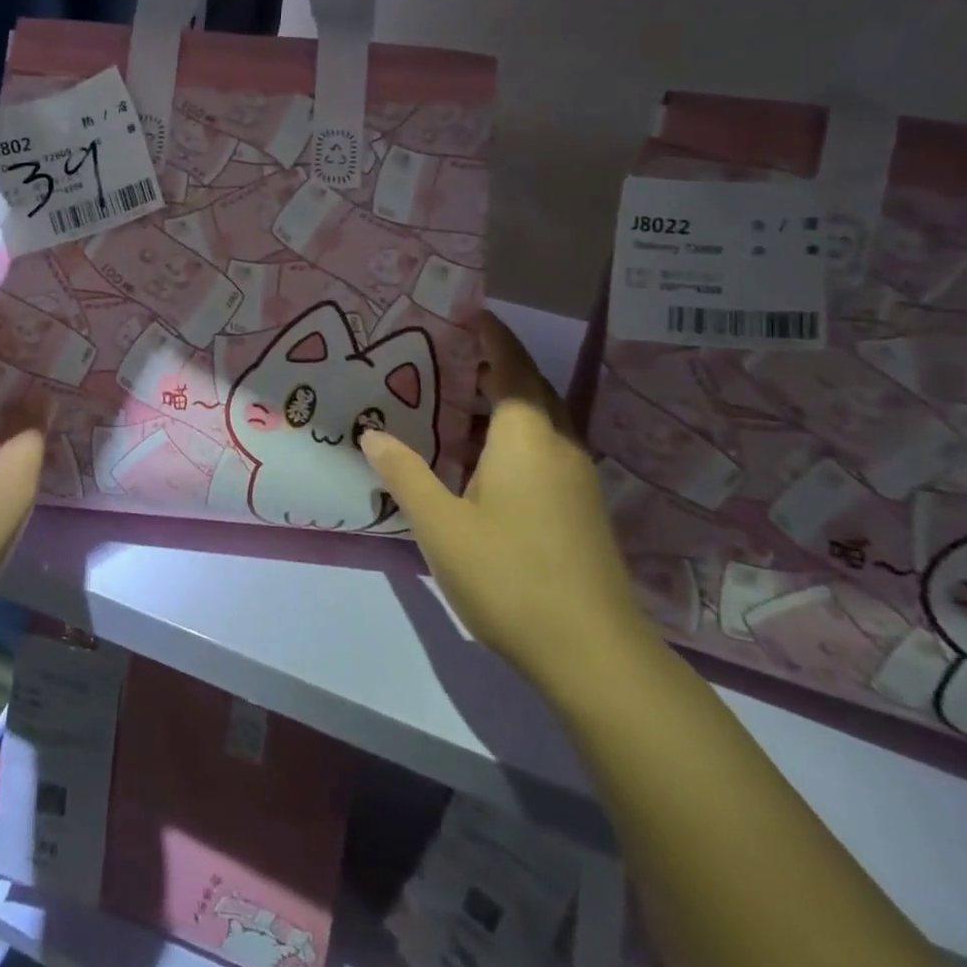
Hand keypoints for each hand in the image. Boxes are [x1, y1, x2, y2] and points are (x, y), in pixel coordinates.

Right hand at [360, 313, 657, 695]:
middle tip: (450, 355)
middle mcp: (559, 445)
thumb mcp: (441, 525)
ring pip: (541, 422)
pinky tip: (482, 463)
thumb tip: (372, 433)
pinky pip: (546, 449)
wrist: (593, 654)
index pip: (511, 367)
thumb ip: (405, 473)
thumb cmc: (510, 576)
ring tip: (456, 404)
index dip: (492, 337)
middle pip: (531, 389)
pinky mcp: (581, 509)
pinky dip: (514, 436)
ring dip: (504, 404)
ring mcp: (577, 479)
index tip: (470, 312)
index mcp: (526, 437)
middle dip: (496, 366)